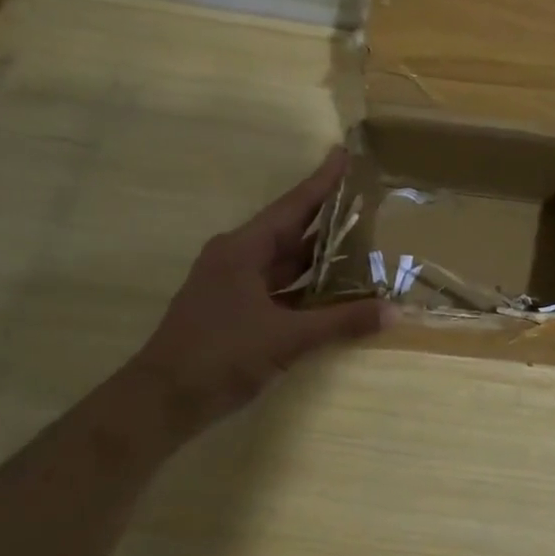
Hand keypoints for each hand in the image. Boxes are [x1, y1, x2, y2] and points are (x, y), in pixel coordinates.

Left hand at [125, 148, 388, 437]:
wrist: (161, 402)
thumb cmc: (220, 356)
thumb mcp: (287, 338)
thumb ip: (342, 322)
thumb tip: (394, 312)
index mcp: (243, 249)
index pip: (293, 206)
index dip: (322, 181)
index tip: (344, 154)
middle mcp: (237, 257)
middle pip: (291, 228)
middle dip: (327, 214)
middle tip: (365, 196)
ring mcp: (233, 283)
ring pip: (285, 259)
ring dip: (319, 252)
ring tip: (361, 237)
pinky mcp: (234, 308)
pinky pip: (279, 284)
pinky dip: (307, 283)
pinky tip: (334, 286)